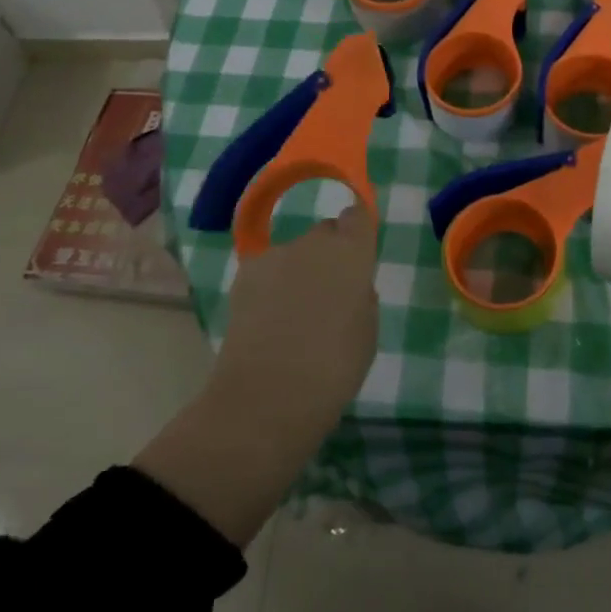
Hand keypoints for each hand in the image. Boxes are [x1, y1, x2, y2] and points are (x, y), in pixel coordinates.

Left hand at [208, 204, 380, 442]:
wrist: (266, 395)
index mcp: (351, 253)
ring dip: (297, 272)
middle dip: (329, 255)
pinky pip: (266, 272)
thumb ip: (361, 297)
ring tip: (293, 316)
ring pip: (293, 254)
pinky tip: (267, 322)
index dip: (357, 231)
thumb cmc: (333, 368)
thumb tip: (348, 287)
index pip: (357, 216)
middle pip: (325, 233)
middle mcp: (313, 243)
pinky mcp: (243, 275)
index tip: (358, 254)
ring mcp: (275, 256)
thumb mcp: (367, 333)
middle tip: (328, 295)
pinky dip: (270, 288)